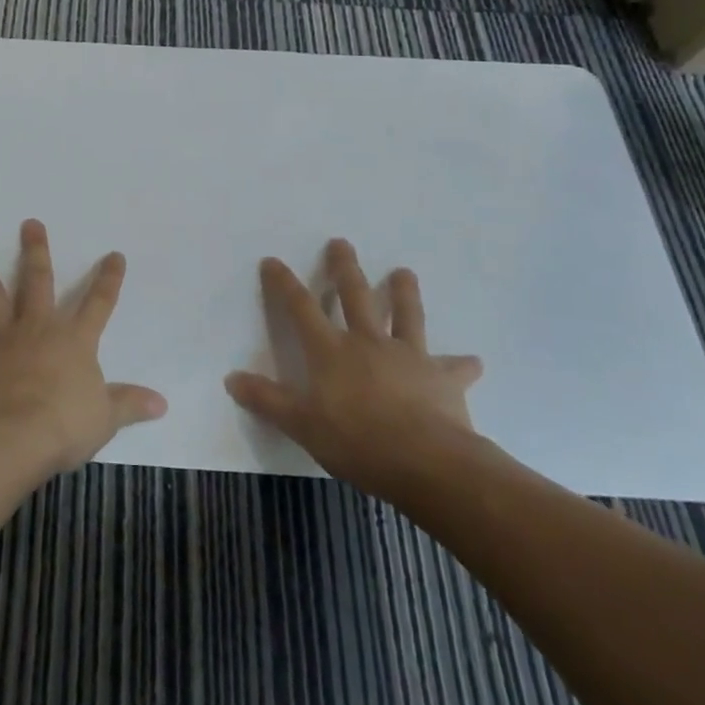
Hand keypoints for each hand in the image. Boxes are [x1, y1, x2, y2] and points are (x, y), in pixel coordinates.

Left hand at [0, 219, 167, 477]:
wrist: (10, 437)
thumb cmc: (62, 426)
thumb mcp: (104, 418)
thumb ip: (130, 405)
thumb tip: (162, 403)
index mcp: (72, 341)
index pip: (97, 304)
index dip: (108, 280)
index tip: (113, 254)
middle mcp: (35, 329)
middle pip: (37, 282)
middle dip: (36, 252)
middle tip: (30, 223)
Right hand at [225, 240, 483, 503]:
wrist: (426, 462)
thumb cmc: (357, 441)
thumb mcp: (301, 425)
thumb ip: (267, 400)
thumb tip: (231, 378)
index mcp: (331, 351)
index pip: (300, 308)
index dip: (284, 284)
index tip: (273, 261)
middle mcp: (367, 343)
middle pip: (354, 296)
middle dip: (344, 268)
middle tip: (341, 242)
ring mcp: (407, 357)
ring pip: (405, 316)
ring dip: (403, 293)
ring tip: (404, 272)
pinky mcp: (442, 379)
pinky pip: (454, 368)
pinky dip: (462, 365)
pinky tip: (473, 362)